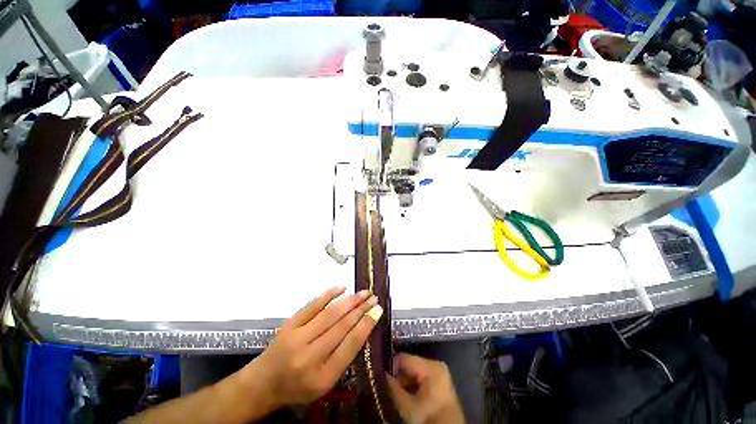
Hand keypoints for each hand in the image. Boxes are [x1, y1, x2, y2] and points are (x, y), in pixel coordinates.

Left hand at [242, 286, 381, 408]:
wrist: (263, 383)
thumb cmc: (299, 387)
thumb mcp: (325, 383)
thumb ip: (344, 358)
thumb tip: (363, 327)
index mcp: (322, 377)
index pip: (350, 345)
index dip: (366, 325)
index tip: (378, 310)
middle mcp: (309, 356)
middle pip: (341, 326)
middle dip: (361, 309)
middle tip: (374, 297)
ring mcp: (297, 338)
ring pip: (329, 314)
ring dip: (350, 300)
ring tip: (363, 292)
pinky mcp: (289, 324)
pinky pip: (312, 305)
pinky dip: (328, 294)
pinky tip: (341, 287)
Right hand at [386, 353, 464, 423]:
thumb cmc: (429, 418)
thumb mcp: (407, 406)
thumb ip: (392, 388)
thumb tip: (379, 374)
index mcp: (430, 366)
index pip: (403, 358)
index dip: (391, 368)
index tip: (382, 379)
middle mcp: (435, 363)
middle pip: (409, 364)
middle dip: (399, 376)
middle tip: (390, 389)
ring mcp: (439, 371)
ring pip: (414, 370)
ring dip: (405, 381)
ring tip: (398, 393)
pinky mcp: (439, 379)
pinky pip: (421, 376)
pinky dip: (412, 384)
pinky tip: (407, 395)